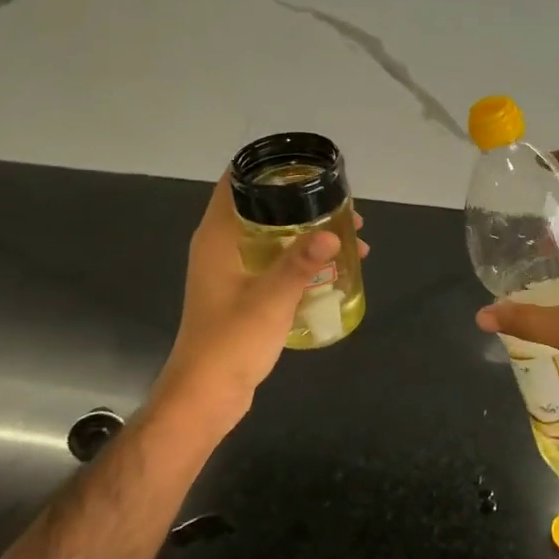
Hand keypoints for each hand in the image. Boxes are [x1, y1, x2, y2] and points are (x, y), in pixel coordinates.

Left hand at [151, 174, 366, 432]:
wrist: (206, 394)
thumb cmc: (231, 341)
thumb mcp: (271, 299)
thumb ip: (300, 264)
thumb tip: (332, 234)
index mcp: (217, 238)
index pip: (235, 184)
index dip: (267, 169)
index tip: (306, 164)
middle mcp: (222, 248)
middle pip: (262, 209)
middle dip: (303, 205)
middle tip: (343, 207)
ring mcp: (232, 272)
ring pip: (273, 239)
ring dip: (308, 235)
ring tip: (351, 239)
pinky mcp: (243, 294)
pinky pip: (276, 264)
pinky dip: (302, 260)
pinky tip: (333, 270)